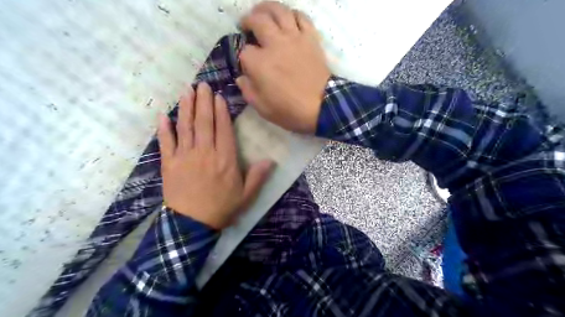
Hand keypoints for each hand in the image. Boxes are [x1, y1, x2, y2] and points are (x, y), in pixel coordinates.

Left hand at [158, 82, 274, 228]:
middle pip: (203, 122)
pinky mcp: (169, 164)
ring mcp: (184, 156)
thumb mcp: (246, 195)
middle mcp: (204, 152)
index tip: (218, 96)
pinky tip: (163, 116)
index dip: (220, 111)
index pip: (223, 129)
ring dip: (185, 108)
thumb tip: (271, 160)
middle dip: (203, 102)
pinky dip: (164, 129)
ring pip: (185, 127)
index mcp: (225, 159)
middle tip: (202, 85)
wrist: (192, 224)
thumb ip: (258, 176)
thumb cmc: (222, 208)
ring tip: (186, 91)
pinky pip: (165, 143)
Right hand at [236, 0, 331, 132]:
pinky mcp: (311, 39)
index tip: (248, 66)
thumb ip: (248, 91)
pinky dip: (293, 15)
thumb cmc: (290, 111)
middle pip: (257, 20)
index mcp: (259, 63)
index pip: (244, 52)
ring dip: (267, 8)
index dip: (244, 58)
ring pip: (279, 11)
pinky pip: (302, 17)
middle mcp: (274, 44)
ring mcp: (294, 38)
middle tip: (246, 25)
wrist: (322, 107)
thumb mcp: (262, 108)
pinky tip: (288, 19)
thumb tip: (241, 78)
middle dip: (248, 20)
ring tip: (262, 12)